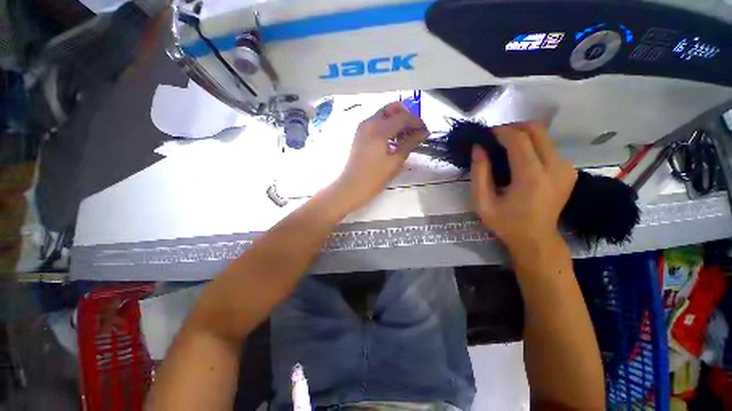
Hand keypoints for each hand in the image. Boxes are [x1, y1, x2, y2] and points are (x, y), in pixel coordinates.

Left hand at [333, 102, 426, 207]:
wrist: (350, 188)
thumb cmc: (373, 178)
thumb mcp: (394, 162)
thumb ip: (409, 144)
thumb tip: (422, 133)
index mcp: (378, 129)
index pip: (402, 117)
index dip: (417, 122)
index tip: (425, 130)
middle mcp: (369, 123)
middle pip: (391, 109)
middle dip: (406, 116)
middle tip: (415, 130)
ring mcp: (362, 128)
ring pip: (384, 115)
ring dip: (397, 121)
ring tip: (406, 137)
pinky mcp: (360, 135)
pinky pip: (377, 123)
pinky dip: (388, 127)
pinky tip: (394, 141)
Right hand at [470, 122, 576, 254]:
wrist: (536, 239)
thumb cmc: (505, 223)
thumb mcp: (482, 202)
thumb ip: (479, 173)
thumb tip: (479, 147)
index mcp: (532, 178)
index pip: (519, 140)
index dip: (500, 132)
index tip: (485, 135)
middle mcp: (555, 168)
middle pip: (536, 130)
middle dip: (512, 128)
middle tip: (494, 138)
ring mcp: (566, 168)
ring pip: (543, 136)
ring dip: (521, 136)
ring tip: (503, 148)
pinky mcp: (569, 170)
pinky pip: (548, 147)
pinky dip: (531, 145)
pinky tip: (518, 159)